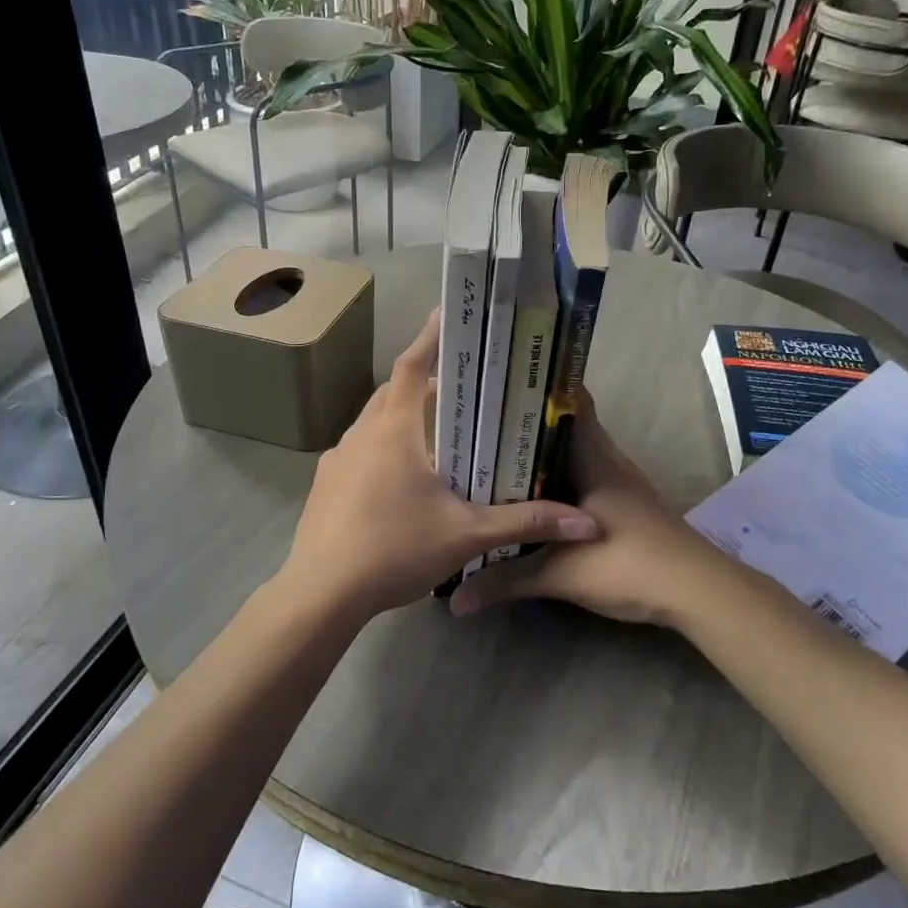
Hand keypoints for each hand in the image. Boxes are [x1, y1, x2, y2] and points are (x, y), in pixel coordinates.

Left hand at [280, 311, 600, 624]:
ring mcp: (337, 460)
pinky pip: (359, 451)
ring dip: (401, 417)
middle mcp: (360, 435)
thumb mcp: (466, 536)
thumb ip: (524, 523)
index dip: (431, 338)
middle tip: (459, 387)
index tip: (446, 314)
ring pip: (373, 422)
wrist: (321, 593)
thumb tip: (586, 524)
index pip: (412, 366)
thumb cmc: (394, 550)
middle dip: (423, 382)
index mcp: (393, 431)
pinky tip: (400, 480)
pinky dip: (382, 449)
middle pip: (392, 391)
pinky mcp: (324, 485)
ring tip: (435, 434)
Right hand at [450, 390, 721, 627]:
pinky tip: (530, 499)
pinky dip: (555, 481)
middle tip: (479, 424)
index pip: (571, 399)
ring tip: (493, 456)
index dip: (538, 385)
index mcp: (594, 457)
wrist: (697, 592)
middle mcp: (607, 460)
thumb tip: (455, 597)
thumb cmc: (630, 564)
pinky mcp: (623, 506)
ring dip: (540, 454)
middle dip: (526, 422)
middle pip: (565, 425)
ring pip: (573, 454)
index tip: (498, 383)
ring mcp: (618, 483)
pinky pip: (581, 479)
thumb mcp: (561, 574)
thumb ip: (506, 580)